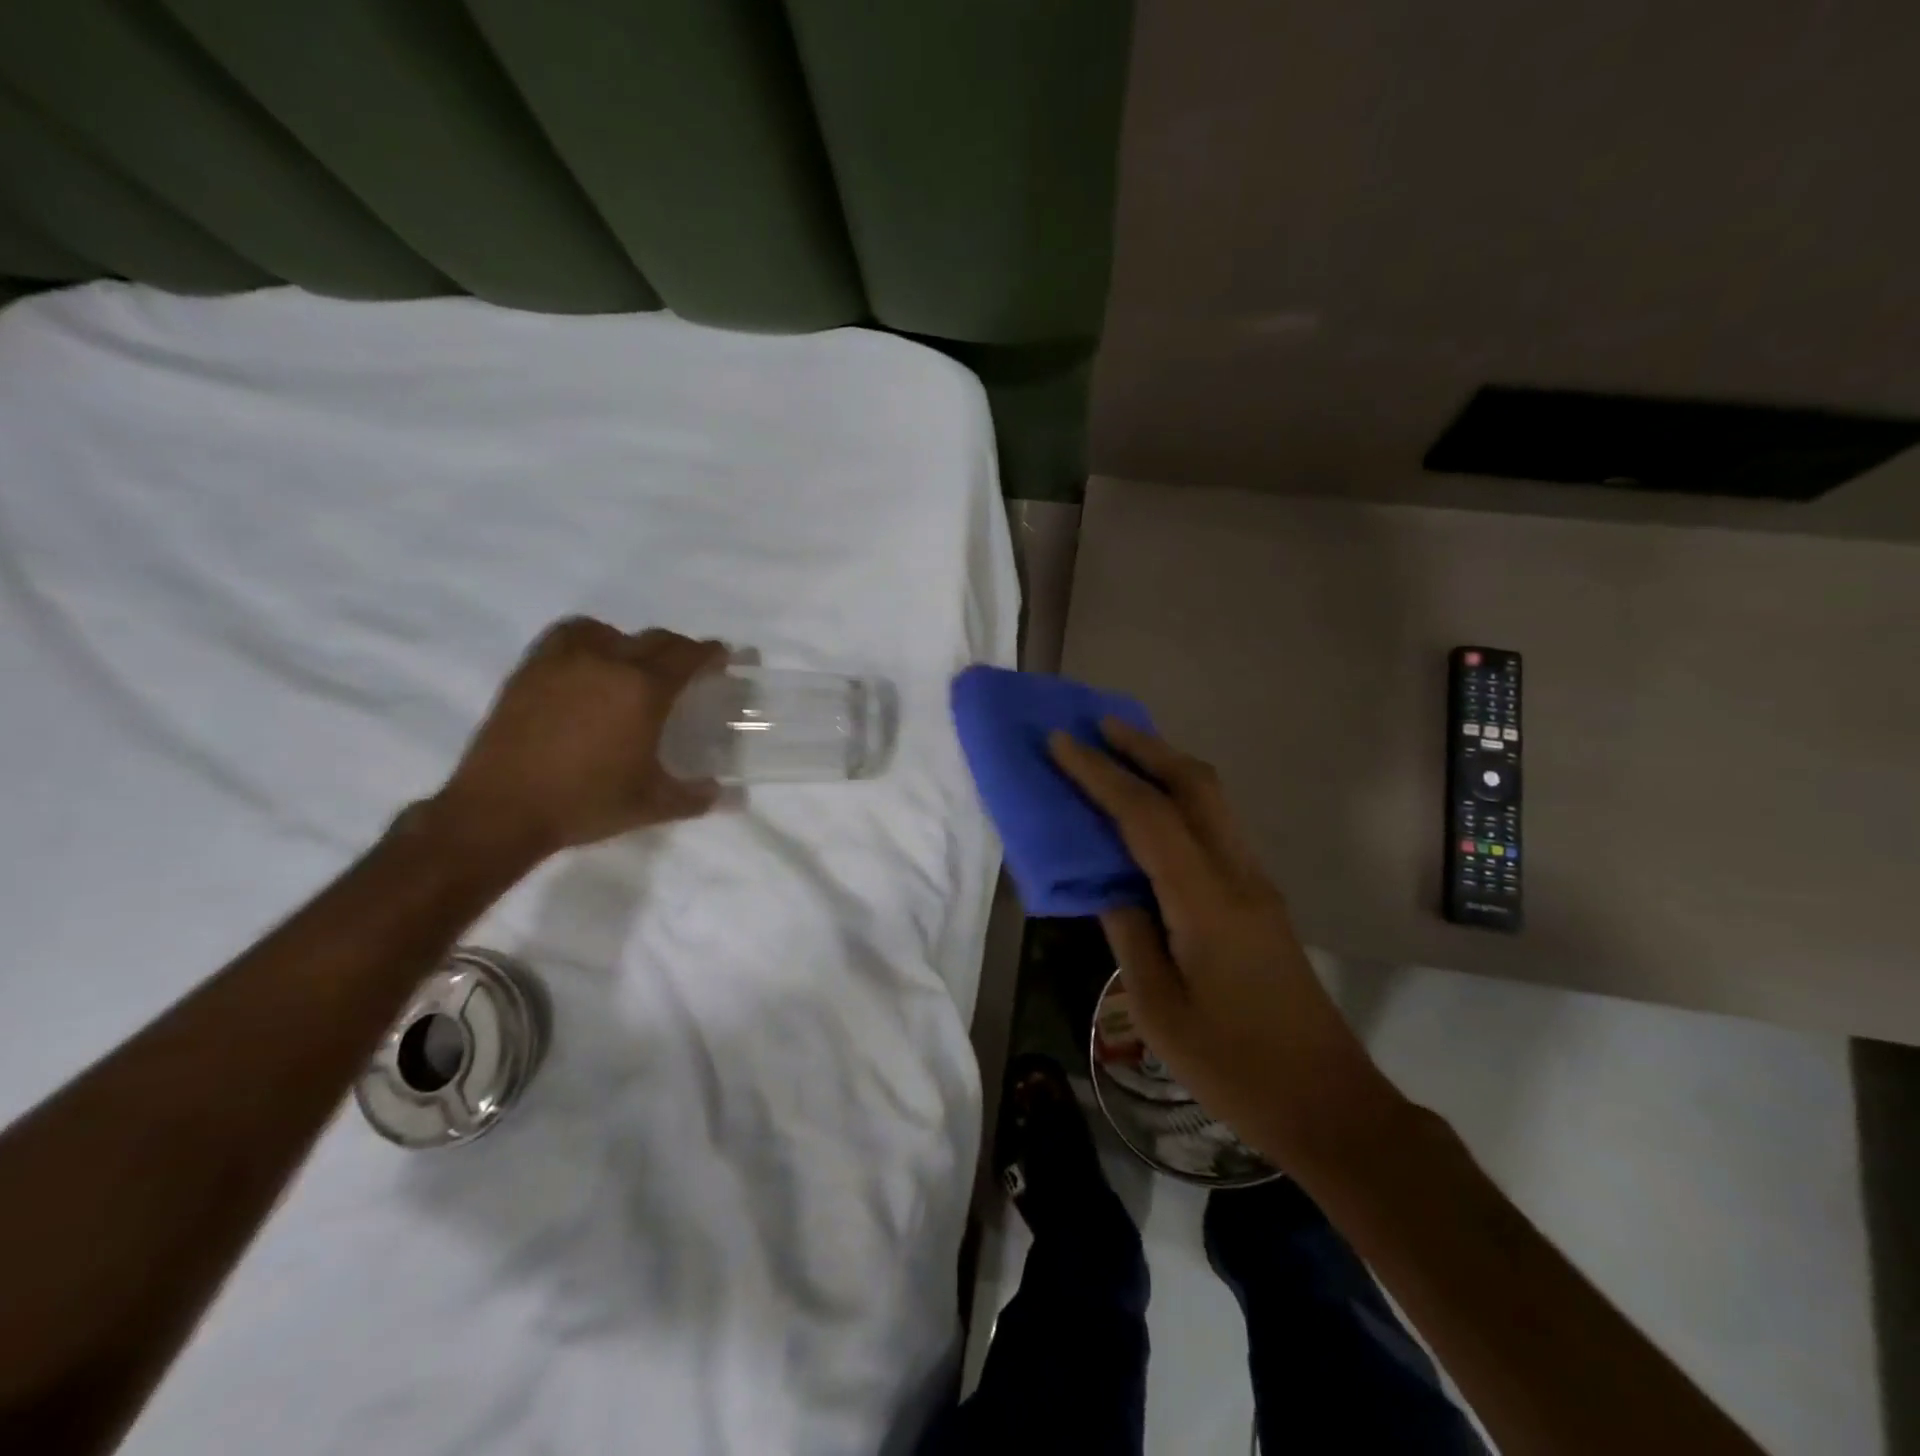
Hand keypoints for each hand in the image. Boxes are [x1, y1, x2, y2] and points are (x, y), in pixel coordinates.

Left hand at [432, 619, 726, 862]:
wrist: (501, 810)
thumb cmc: (586, 803)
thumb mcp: (651, 805)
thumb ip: (694, 796)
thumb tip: (722, 794)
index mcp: (644, 690)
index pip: (688, 656)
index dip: (710, 653)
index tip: (722, 657)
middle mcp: (607, 662)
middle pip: (654, 639)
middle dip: (678, 649)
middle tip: (687, 668)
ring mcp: (564, 661)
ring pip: (608, 631)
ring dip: (630, 642)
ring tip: (633, 665)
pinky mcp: (530, 670)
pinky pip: (567, 637)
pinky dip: (587, 641)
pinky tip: (588, 667)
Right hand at [1050, 720, 1406, 1170]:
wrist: (1329, 1104)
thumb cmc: (1234, 1066)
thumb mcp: (1158, 1008)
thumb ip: (1129, 933)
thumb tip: (1110, 885)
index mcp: (1206, 902)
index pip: (1146, 817)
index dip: (1100, 775)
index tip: (1060, 743)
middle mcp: (1238, 876)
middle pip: (1195, 786)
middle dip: (1145, 747)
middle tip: (1099, 726)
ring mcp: (1257, 884)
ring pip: (1213, 800)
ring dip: (1167, 766)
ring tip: (1124, 751)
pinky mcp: (1262, 899)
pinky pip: (1218, 826)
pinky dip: (1183, 798)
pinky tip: (1157, 810)